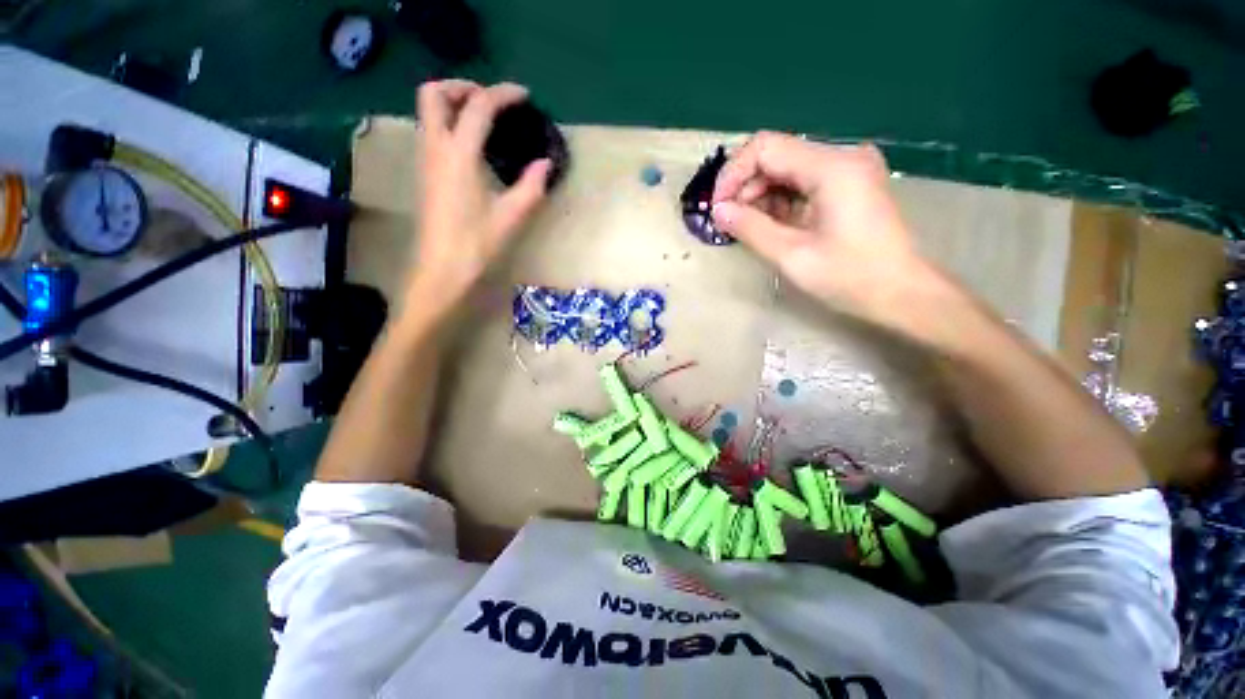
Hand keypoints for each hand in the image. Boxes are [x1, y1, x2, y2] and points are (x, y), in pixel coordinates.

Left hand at [409, 80, 550, 314]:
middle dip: (463, 87)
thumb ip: (531, 186)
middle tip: (492, 102)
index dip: (503, 94)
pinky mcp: (425, 175)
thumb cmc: (477, 244)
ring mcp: (425, 161)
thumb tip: (545, 164)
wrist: (442, 271)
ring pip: (428, 113)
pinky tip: (473, 148)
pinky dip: (450, 125)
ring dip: (454, 105)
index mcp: (459, 154)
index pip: (479, 106)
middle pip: (435, 94)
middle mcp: (435, 148)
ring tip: (485, 121)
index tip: (524, 96)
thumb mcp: (512, 217)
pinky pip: (431, 133)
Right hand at [711, 132, 931, 317]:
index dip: (734, 174)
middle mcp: (842, 156)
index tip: (718, 207)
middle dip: (746, 186)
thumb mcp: (791, 256)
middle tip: (729, 222)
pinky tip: (770, 224)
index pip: (766, 147)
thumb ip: (751, 228)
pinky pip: (803, 181)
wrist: (902, 292)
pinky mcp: (849, 183)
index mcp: (832, 167)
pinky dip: (780, 200)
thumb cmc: (850, 277)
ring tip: (747, 227)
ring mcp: (848, 168)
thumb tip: (718, 211)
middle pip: (777, 155)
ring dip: (761, 195)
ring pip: (787, 168)